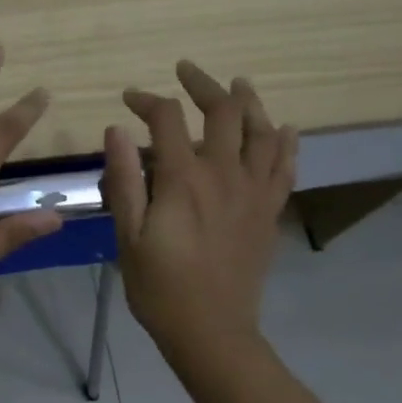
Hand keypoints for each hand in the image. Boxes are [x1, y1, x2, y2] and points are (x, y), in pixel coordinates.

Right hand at [103, 61, 297, 367]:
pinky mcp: (269, 211)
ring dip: (248, 102)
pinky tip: (282, 128)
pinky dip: (285, 142)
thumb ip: (124, 179)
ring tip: (236, 85)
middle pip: (222, 112)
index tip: (129, 100)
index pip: (166, 119)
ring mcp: (253, 192)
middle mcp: (224, 175)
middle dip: (202, 84)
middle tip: (185, 71)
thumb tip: (116, 129)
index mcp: (184, 180)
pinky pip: (284, 167)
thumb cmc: (159, 287)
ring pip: (261, 131)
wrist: (211, 331)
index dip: (147, 101)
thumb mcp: (128, 236)